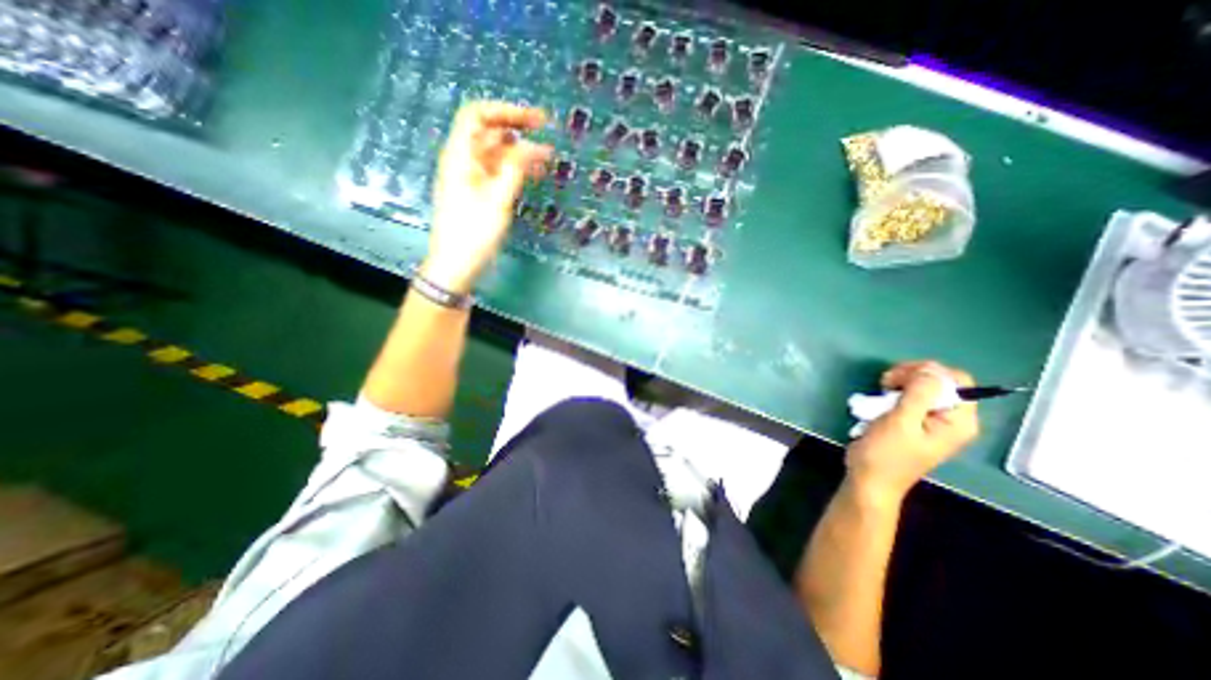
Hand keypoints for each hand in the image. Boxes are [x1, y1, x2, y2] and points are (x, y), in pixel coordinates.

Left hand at [416, 102, 549, 292]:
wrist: (456, 265)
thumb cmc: (473, 233)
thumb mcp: (497, 201)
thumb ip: (515, 170)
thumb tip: (534, 146)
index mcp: (460, 156)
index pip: (478, 115)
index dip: (506, 111)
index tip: (536, 120)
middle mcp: (463, 161)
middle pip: (489, 133)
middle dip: (518, 130)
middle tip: (547, 134)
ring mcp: (470, 177)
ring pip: (496, 154)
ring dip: (520, 152)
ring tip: (547, 159)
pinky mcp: (478, 193)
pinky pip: (498, 172)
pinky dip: (515, 170)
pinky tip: (534, 175)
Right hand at [844, 361, 975, 503]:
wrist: (869, 478)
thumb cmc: (886, 453)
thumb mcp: (902, 421)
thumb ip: (919, 393)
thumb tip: (930, 369)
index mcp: (958, 421)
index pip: (956, 380)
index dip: (927, 371)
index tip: (897, 378)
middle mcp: (951, 419)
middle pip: (939, 381)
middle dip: (911, 375)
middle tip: (884, 383)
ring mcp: (932, 421)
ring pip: (922, 387)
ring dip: (899, 383)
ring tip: (880, 391)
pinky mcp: (914, 421)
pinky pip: (909, 397)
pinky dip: (894, 394)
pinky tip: (880, 400)